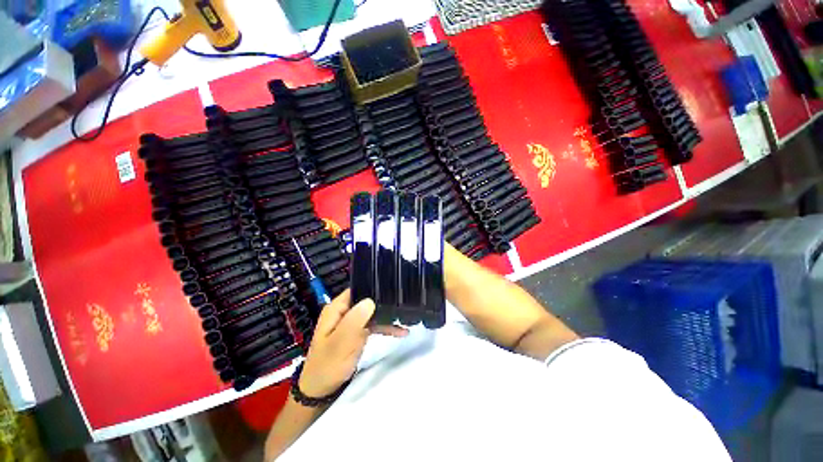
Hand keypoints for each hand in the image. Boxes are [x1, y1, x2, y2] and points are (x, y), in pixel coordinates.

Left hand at [298, 289, 407, 397]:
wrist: (321, 391)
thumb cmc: (328, 366)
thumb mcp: (341, 343)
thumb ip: (355, 321)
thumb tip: (370, 301)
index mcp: (337, 308)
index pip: (358, 288)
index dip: (373, 286)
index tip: (392, 287)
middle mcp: (344, 311)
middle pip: (367, 299)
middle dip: (384, 301)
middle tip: (404, 301)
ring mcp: (351, 321)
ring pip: (372, 312)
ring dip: (387, 315)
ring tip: (405, 317)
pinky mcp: (357, 331)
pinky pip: (373, 324)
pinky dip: (385, 327)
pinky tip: (400, 331)